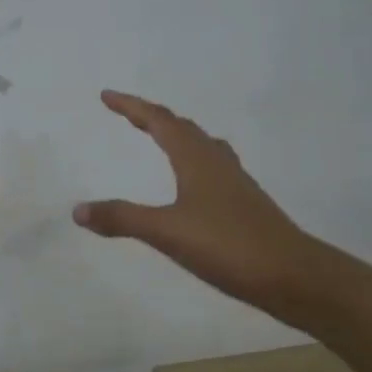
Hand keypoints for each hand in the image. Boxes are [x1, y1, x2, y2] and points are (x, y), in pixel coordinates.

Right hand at [75, 91, 310, 317]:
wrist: (293, 275)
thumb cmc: (228, 245)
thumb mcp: (167, 232)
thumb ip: (123, 218)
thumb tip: (78, 210)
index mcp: (197, 158)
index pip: (159, 121)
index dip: (132, 106)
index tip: (107, 96)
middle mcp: (217, 161)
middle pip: (181, 127)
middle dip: (151, 117)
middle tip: (127, 114)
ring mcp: (234, 181)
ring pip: (201, 145)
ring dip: (176, 135)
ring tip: (159, 137)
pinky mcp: (244, 203)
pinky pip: (211, 166)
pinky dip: (192, 159)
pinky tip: (193, 181)